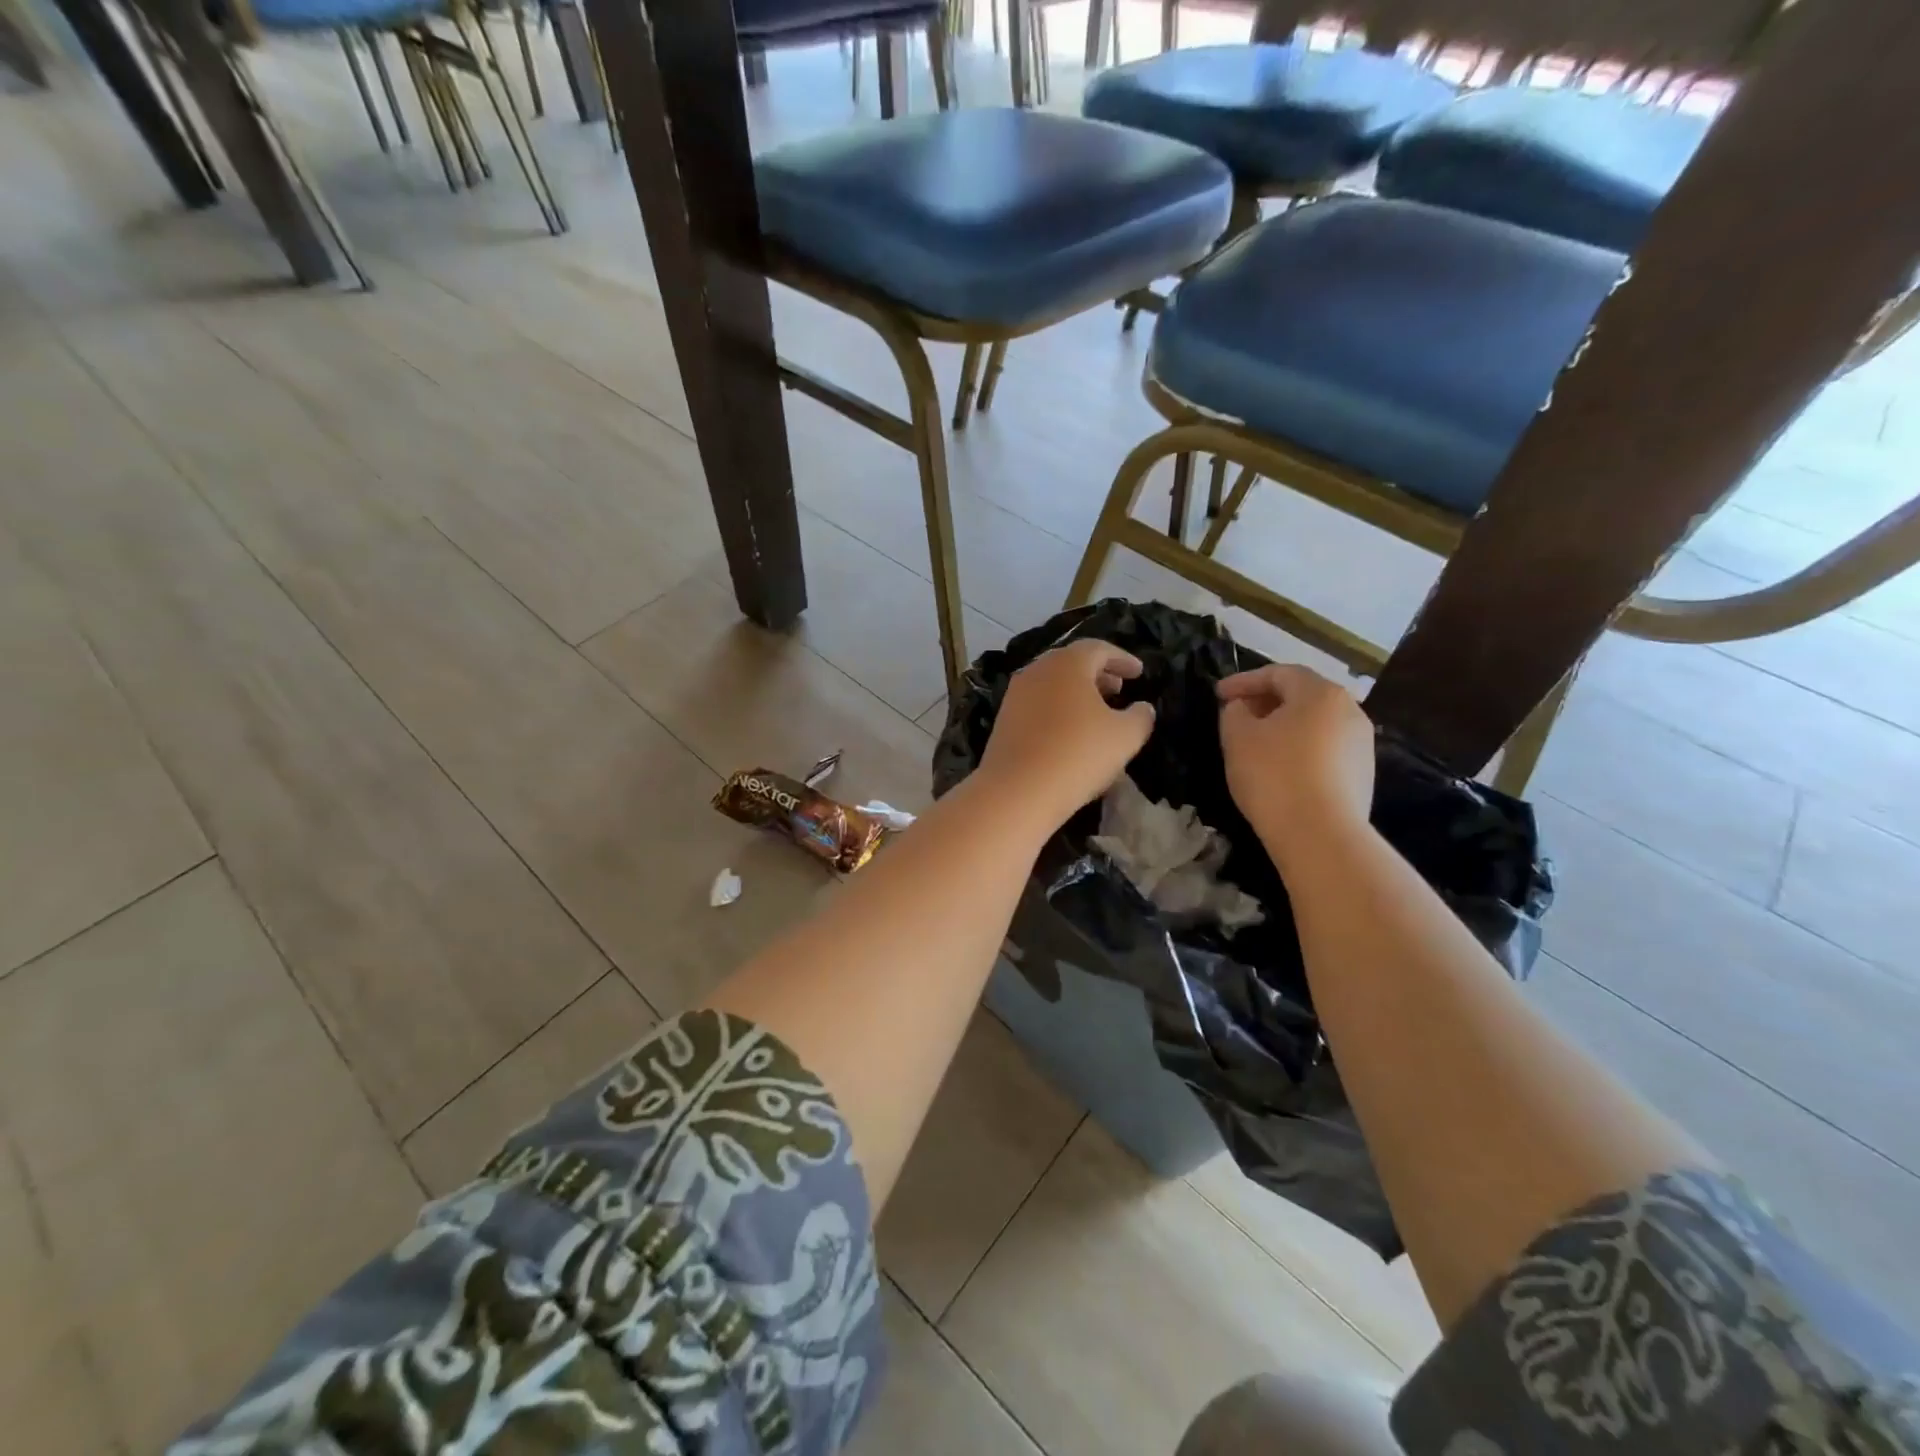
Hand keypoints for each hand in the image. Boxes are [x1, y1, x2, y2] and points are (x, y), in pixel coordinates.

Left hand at [980, 639, 1154, 827]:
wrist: (1017, 790)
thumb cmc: (1078, 754)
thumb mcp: (1125, 736)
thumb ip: (1141, 716)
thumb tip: (1142, 707)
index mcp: (1067, 663)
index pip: (1099, 649)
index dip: (1122, 659)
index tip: (1138, 673)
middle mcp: (1037, 670)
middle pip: (1072, 663)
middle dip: (1098, 674)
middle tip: (1118, 689)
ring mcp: (1015, 695)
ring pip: (1052, 684)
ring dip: (1076, 693)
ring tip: (1097, 712)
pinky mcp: (1003, 720)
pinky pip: (1037, 705)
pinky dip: (1057, 709)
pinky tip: (1069, 732)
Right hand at [1218, 664, 1373, 856]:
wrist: (1321, 835)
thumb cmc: (1274, 776)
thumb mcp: (1237, 737)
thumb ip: (1234, 712)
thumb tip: (1243, 708)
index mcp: (1320, 693)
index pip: (1278, 673)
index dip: (1244, 680)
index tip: (1217, 695)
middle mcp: (1349, 710)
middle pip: (1302, 695)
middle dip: (1266, 701)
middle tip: (1236, 715)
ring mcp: (1361, 744)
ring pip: (1315, 723)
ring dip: (1284, 726)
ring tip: (1256, 743)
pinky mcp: (1363, 774)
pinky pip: (1325, 749)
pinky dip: (1300, 749)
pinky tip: (1280, 769)